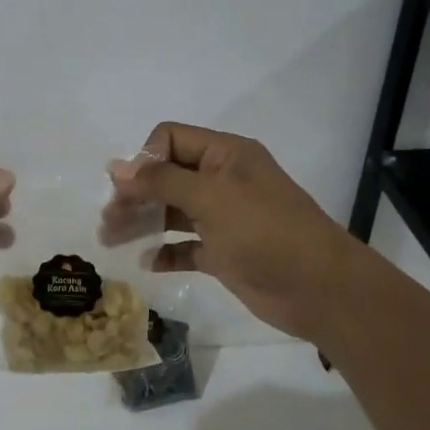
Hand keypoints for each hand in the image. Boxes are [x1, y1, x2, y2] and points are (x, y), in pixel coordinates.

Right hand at [105, 122, 354, 341]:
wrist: (320, 291)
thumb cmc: (266, 233)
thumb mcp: (211, 198)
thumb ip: (161, 180)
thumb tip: (115, 168)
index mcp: (225, 155)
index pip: (170, 139)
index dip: (145, 159)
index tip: (127, 189)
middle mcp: (222, 181)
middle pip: (166, 177)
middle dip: (135, 194)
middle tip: (108, 220)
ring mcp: (223, 218)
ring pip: (171, 212)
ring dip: (142, 223)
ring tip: (111, 240)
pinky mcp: (224, 252)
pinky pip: (185, 246)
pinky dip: (165, 252)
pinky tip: (147, 263)